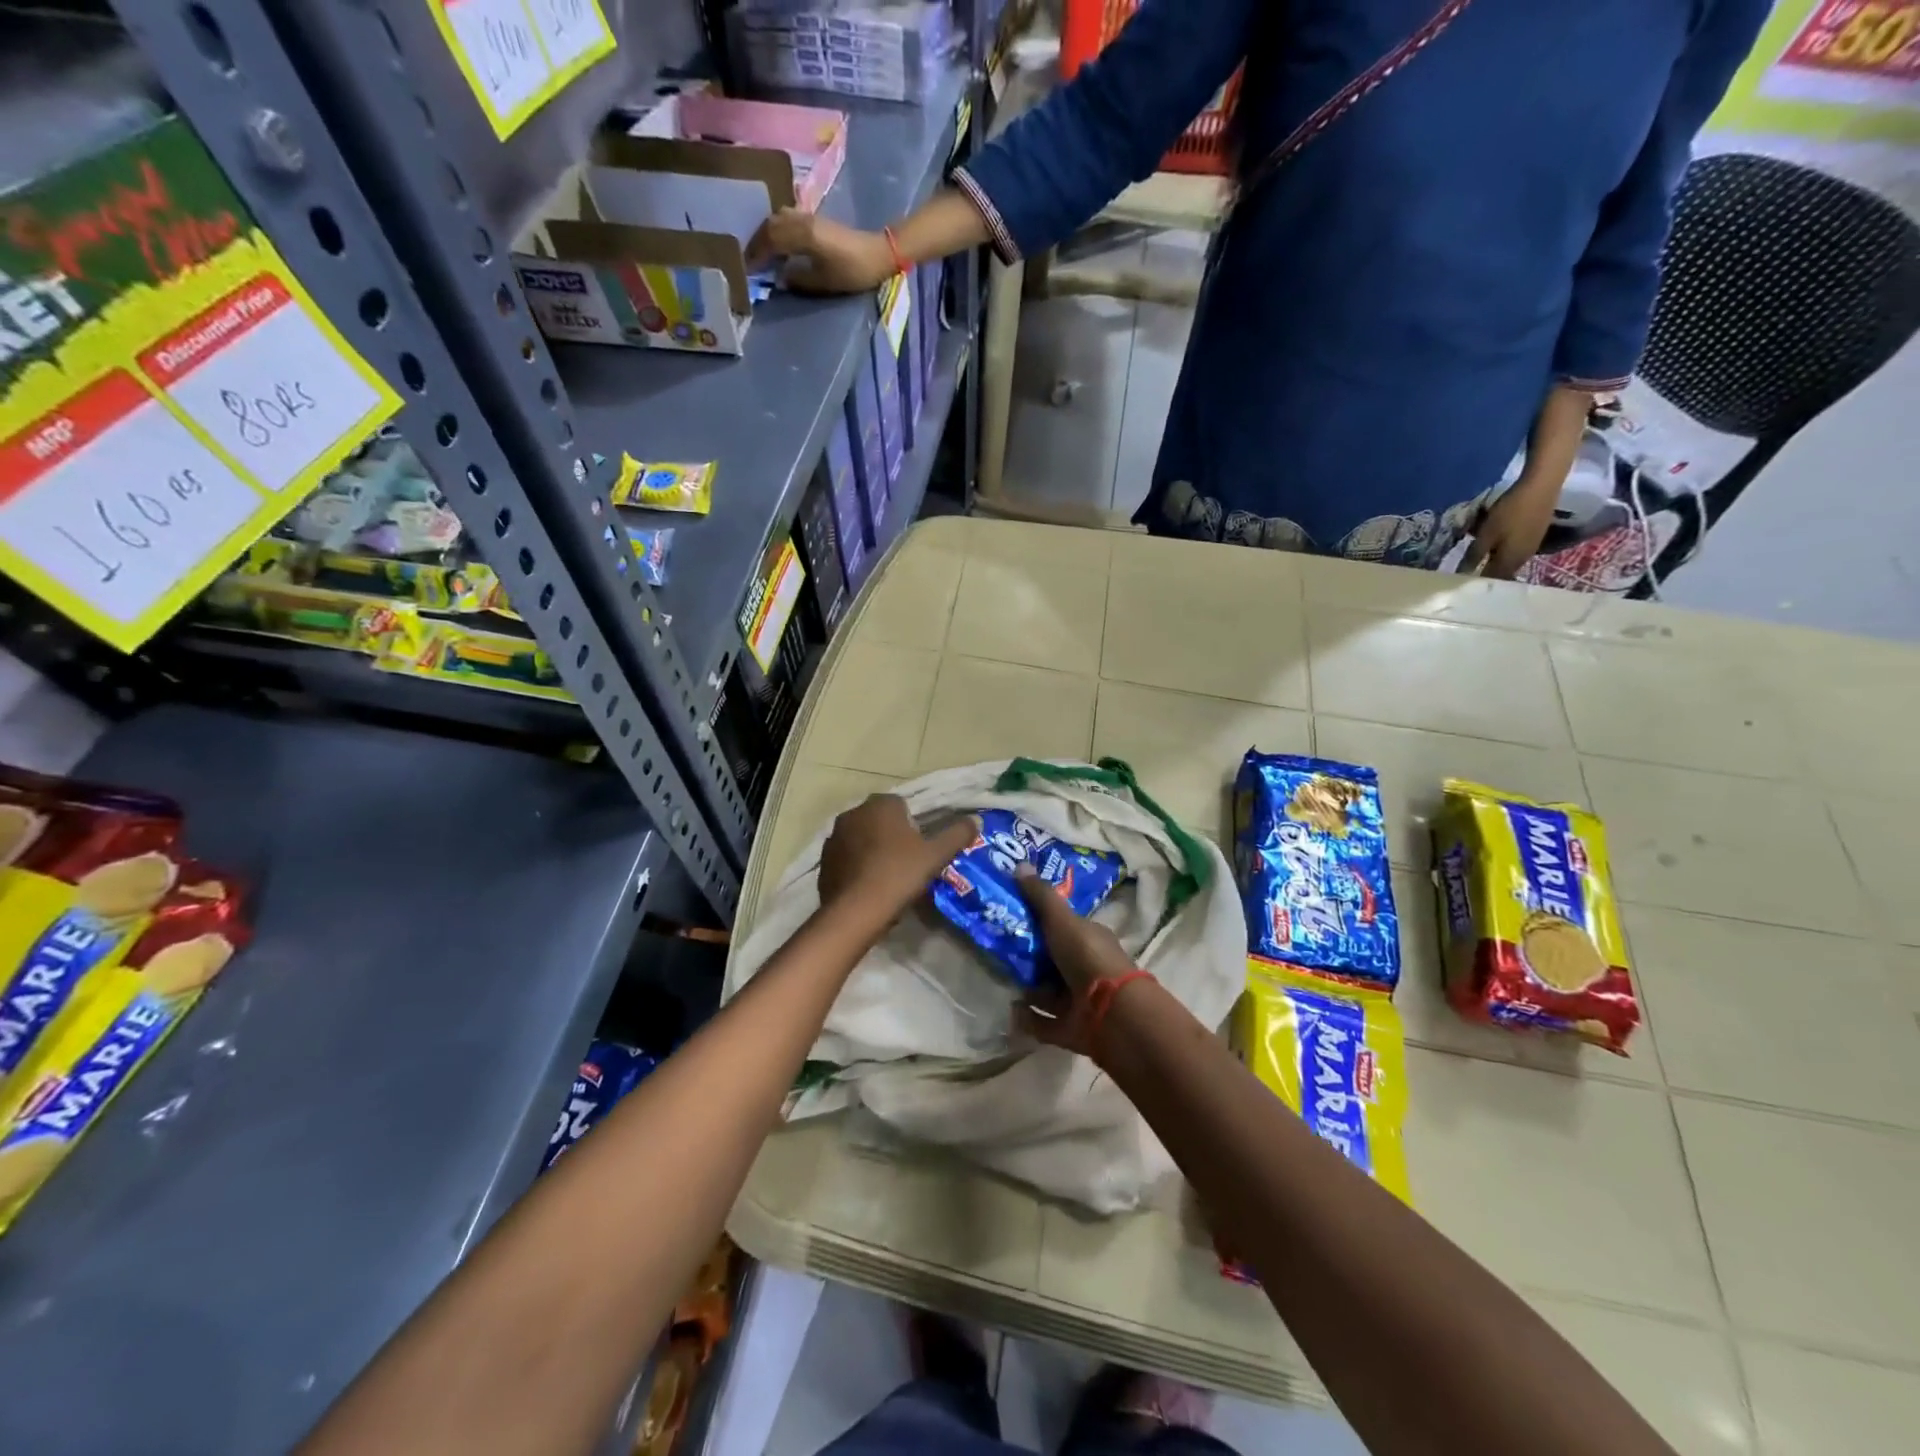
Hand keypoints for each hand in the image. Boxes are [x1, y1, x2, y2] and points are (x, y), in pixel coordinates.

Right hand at [745, 208, 895, 294]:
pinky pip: (787, 218)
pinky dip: (776, 229)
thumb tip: (779, 278)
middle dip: (757, 242)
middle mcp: (802, 220)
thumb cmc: (853, 271)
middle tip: (748, 260)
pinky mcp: (814, 218)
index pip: (770, 240)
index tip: (747, 268)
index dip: (756, 254)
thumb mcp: (825, 281)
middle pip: (770, 225)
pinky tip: (777, 243)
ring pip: (777, 218)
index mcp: (804, 235)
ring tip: (760, 251)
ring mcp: (808, 216)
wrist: (877, 253)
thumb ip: (799, 280)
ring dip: (765, 233)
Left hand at [818, 795, 977, 916]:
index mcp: (880, 804)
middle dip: (890, 835)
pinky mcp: (823, 861)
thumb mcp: (935, 855)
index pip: (900, 804)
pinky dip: (856, 866)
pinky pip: (846, 858)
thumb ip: (957, 834)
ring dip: (871, 850)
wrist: (856, 911)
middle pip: (879, 820)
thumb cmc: (899, 874)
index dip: (912, 825)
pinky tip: (868, 887)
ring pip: (861, 838)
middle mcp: (853, 813)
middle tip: (907, 862)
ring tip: (887, 877)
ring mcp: (834, 837)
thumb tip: (976, 820)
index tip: (920, 847)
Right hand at [1012, 866, 1142, 1056]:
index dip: (1041, 922)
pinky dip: (1028, 1019)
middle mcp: (1086, 969)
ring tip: (1002, 979)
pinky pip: (1044, 1024)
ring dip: (1027, 989)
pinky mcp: (1072, 1030)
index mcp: (1090, 939)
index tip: (1012, 917)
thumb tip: (1019, 864)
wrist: (1112, 1012)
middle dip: (1029, 958)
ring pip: (1048, 993)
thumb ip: (1040, 896)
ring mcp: (1080, 1001)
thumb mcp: (1062, 920)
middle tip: (998, 949)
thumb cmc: (1087, 957)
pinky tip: (1011, 1011)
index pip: (1064, 927)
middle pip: (1052, 961)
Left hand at [1467, 477, 1558, 580]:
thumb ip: (1474, 556)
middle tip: (1466, 572)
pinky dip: (1500, 552)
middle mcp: (1523, 559)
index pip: (1491, 581)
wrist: (1542, 488)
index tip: (1461, 585)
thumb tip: (1463, 575)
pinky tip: (1493, 545)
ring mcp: (1531, 548)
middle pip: (1500, 573)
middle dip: (1483, 574)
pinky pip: (1513, 551)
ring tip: (1476, 558)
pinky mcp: (1534, 537)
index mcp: (1511, 562)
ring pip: (1506, 561)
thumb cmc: (1510, 512)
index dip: (1476, 585)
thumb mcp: (1486, 535)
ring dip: (1492, 562)